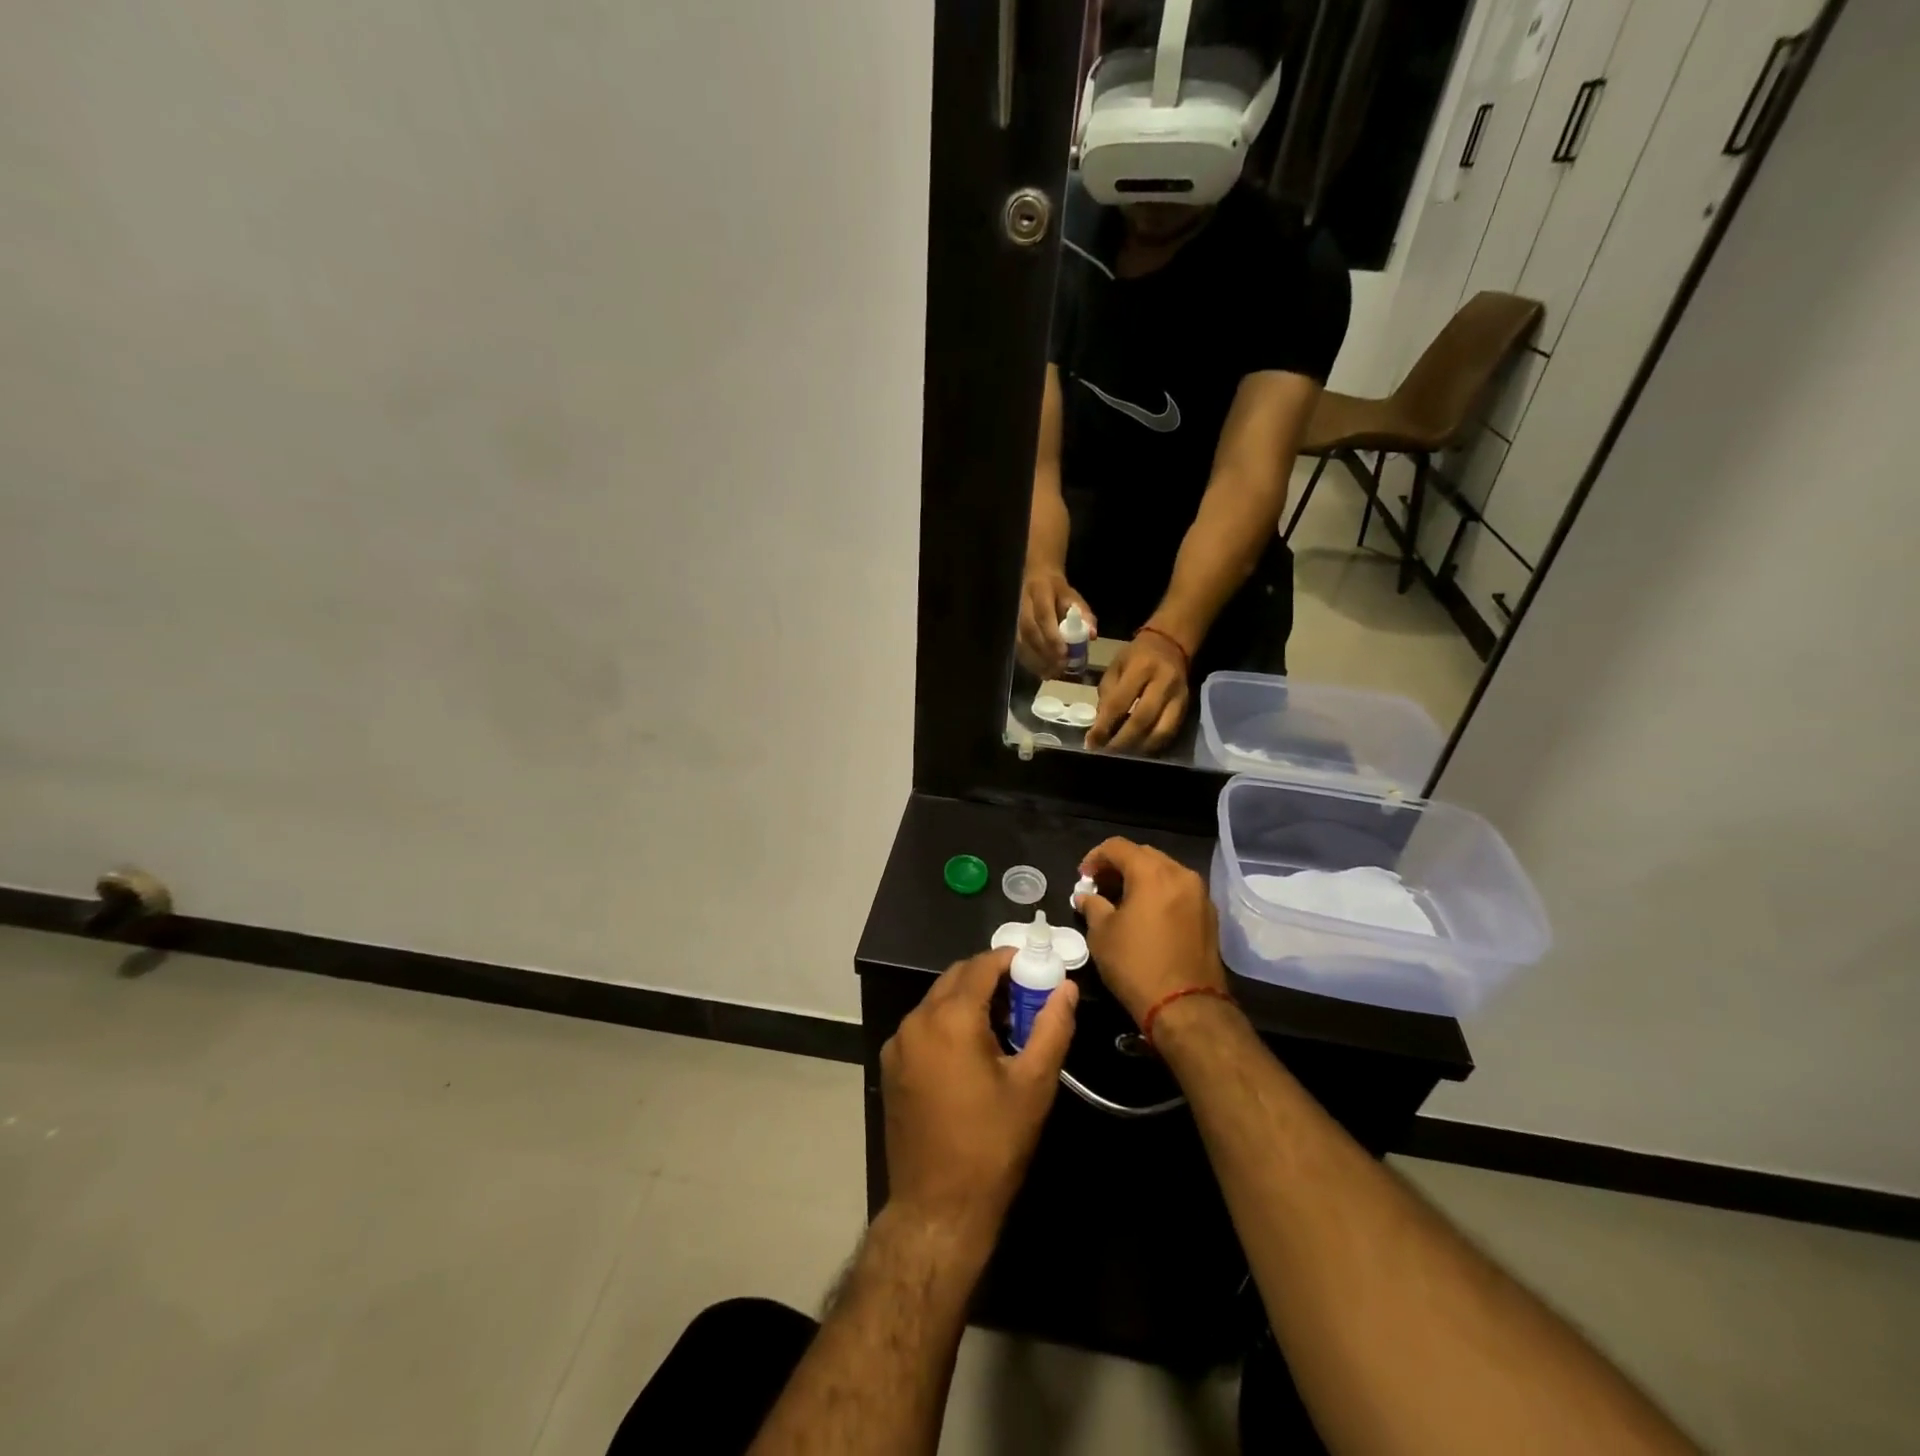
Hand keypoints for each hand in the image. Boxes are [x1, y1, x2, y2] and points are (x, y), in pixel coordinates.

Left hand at [880, 949, 1078, 1253]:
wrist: (938, 1208)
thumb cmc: (992, 1144)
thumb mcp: (1033, 1084)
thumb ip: (1052, 1027)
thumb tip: (1067, 988)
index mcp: (950, 1018)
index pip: (981, 966)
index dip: (1010, 960)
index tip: (1035, 967)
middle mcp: (916, 1021)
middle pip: (956, 978)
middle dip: (990, 978)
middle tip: (1024, 996)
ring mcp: (898, 1044)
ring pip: (937, 1001)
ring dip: (968, 1000)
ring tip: (1003, 1025)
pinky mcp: (891, 1066)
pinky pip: (923, 1026)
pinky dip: (947, 1022)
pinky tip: (971, 1051)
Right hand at [1016, 570, 1095, 678]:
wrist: (1038, 579)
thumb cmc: (1059, 592)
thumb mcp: (1074, 598)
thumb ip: (1084, 615)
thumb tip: (1091, 635)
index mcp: (1040, 592)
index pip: (1043, 616)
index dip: (1052, 637)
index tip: (1064, 654)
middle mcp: (1023, 605)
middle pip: (1030, 631)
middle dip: (1045, 652)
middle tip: (1060, 667)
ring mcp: (1015, 617)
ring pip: (1021, 641)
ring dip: (1036, 660)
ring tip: (1052, 673)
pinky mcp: (1012, 628)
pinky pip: (1018, 647)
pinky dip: (1030, 662)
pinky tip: (1042, 672)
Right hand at [1075, 838, 1227, 1026]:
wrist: (1186, 1007)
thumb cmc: (1137, 965)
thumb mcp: (1102, 934)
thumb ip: (1093, 906)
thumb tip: (1086, 897)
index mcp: (1152, 873)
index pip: (1118, 847)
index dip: (1095, 857)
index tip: (1083, 877)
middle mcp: (1181, 874)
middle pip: (1144, 855)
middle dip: (1119, 865)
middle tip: (1100, 886)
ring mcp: (1200, 894)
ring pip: (1165, 871)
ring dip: (1141, 878)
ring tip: (1122, 900)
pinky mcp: (1209, 915)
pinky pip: (1179, 891)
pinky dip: (1160, 893)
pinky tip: (1147, 914)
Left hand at [1087, 630, 1189, 752]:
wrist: (1171, 644)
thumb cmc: (1137, 656)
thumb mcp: (1116, 667)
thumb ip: (1107, 695)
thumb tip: (1100, 727)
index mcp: (1141, 668)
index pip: (1119, 703)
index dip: (1104, 727)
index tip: (1091, 743)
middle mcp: (1163, 683)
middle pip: (1142, 721)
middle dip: (1122, 742)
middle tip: (1106, 754)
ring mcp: (1179, 697)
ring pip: (1160, 732)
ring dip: (1139, 748)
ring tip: (1122, 755)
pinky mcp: (1186, 708)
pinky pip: (1170, 733)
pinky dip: (1153, 746)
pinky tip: (1139, 751)